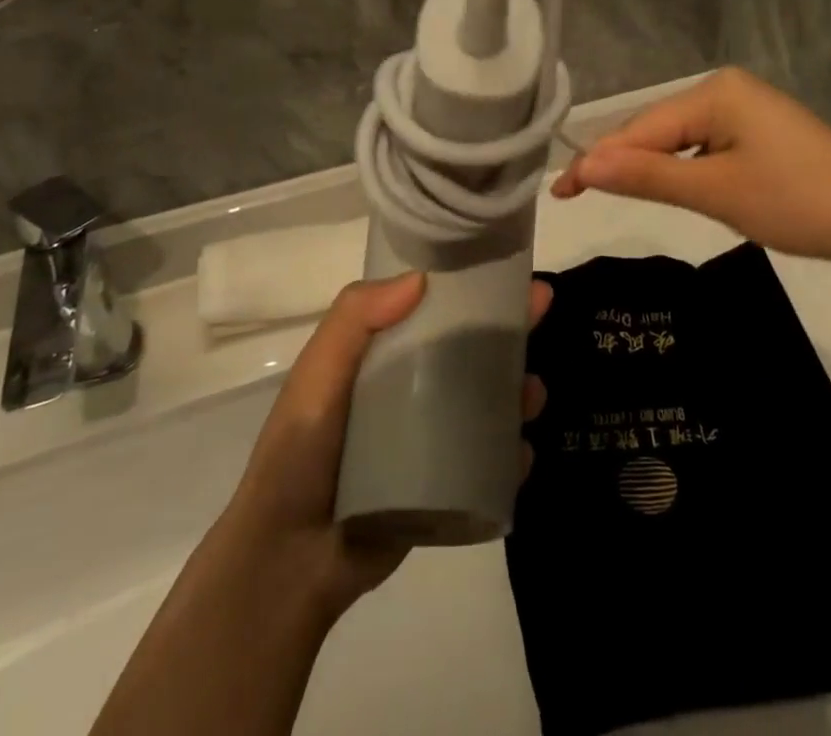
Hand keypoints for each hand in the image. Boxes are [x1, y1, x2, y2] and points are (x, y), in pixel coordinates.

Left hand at [224, 272, 552, 623]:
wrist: (288, 562)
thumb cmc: (299, 454)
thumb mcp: (316, 375)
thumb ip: (354, 319)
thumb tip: (421, 278)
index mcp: (383, 356)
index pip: (434, 308)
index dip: (470, 286)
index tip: (506, 269)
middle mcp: (413, 390)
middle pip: (471, 349)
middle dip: (510, 328)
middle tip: (542, 311)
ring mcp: (432, 440)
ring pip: (489, 402)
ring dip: (518, 390)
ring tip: (533, 394)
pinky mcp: (446, 487)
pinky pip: (489, 462)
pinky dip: (512, 453)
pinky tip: (523, 451)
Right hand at [553, 68, 830, 262]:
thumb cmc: (798, 201)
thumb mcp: (717, 191)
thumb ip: (649, 176)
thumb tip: (585, 164)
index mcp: (713, 93)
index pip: (640, 128)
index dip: (599, 160)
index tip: (561, 191)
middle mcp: (724, 91)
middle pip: (656, 129)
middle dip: (619, 161)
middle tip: (575, 195)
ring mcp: (743, 111)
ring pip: (678, 140)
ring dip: (646, 167)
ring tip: (605, 192)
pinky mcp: (756, 134)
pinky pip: (702, 148)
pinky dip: (679, 169)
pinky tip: (663, 185)